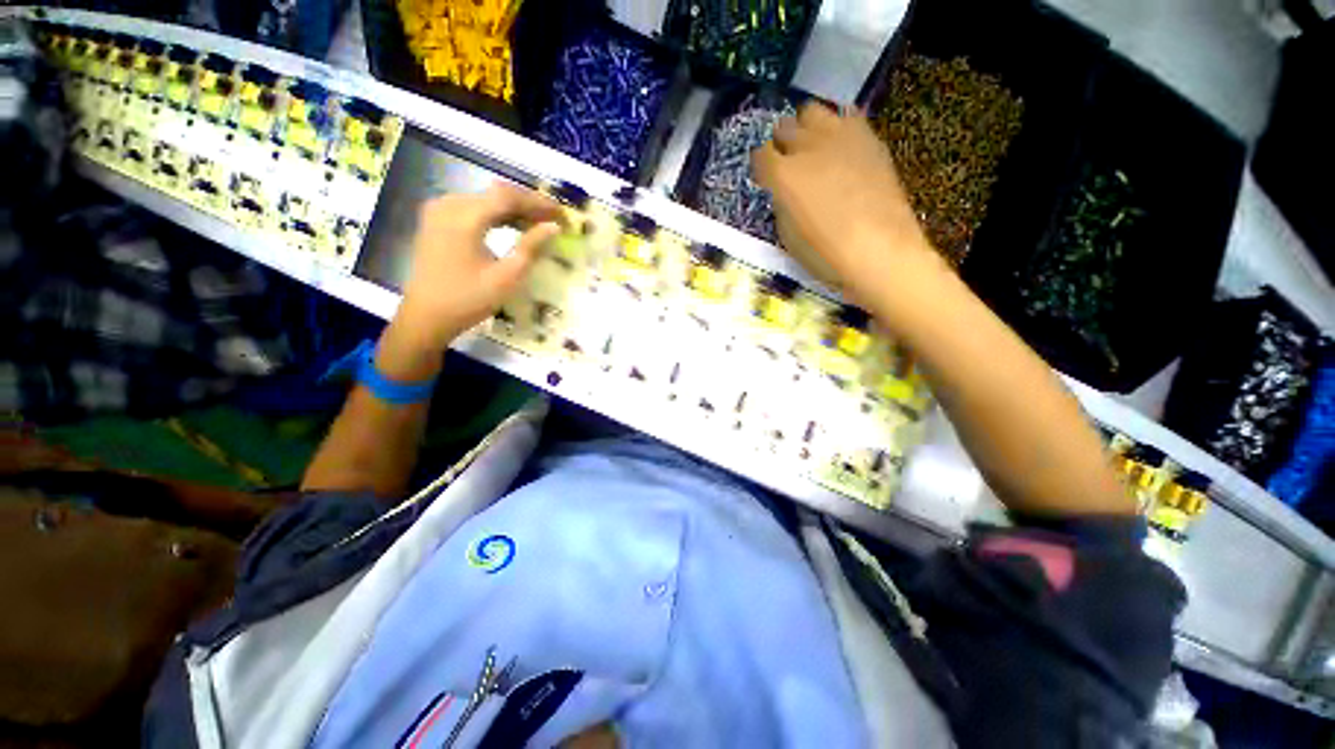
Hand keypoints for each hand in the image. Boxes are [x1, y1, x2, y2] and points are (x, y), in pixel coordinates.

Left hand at [379, 184, 561, 379]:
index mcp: (464, 217)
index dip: (538, 203)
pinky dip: (496, 214)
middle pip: (496, 194)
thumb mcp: (507, 277)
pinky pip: (473, 207)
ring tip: (539, 223)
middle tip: (554, 219)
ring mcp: (439, 210)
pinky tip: (513, 226)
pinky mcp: (437, 219)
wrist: (426, 316)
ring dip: (514, 209)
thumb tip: (553, 227)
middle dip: (528, 204)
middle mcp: (449, 204)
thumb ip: (531, 247)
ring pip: (486, 199)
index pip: (508, 197)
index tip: (563, 214)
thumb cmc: (469, 299)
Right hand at [752, 104, 942, 305]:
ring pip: (812, 111)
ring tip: (813, 149)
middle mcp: (807, 146)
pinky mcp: (867, 136)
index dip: (762, 167)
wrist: (879, 250)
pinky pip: (845, 115)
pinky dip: (837, 127)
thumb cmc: (826, 254)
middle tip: (788, 164)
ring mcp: (839, 136)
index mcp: (783, 175)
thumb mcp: (788, 236)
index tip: (766, 179)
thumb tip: (783, 191)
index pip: (760, 155)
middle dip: (781, 144)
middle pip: (784, 127)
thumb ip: (781, 205)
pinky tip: (840, 148)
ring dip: (806, 128)